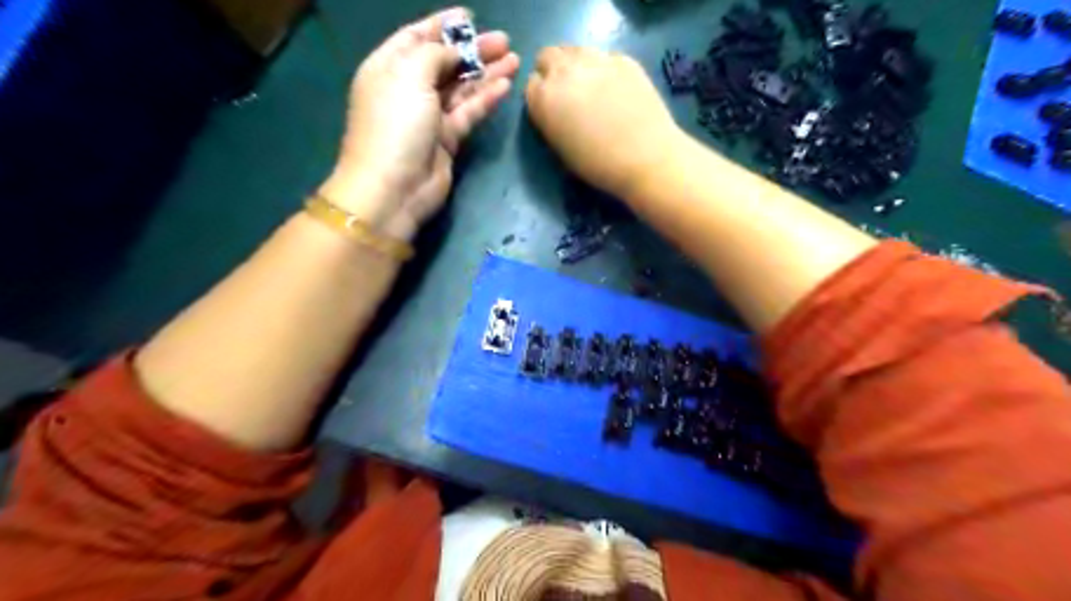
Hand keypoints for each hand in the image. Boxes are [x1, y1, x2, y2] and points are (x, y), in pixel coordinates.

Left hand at [317, 6, 518, 238]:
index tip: (470, 16)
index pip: (415, 37)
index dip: (442, 25)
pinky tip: (505, 86)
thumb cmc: (395, 126)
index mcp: (388, 68)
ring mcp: (428, 117)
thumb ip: (434, 54)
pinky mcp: (446, 141)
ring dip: (485, 74)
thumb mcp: (409, 76)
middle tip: (503, 40)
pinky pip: (468, 113)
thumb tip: (453, 51)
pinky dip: (485, 99)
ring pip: (461, 88)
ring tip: (513, 59)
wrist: (394, 188)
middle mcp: (407, 90)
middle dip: (472, 50)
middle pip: (444, 63)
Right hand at [527, 47, 685, 196]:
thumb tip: (555, 109)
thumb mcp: (560, 148)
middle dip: (553, 71)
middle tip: (567, 93)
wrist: (645, 157)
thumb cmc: (598, 164)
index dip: (541, 96)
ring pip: (575, 50)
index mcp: (544, 98)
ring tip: (590, 87)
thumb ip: (550, 120)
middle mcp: (565, 72)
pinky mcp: (623, 59)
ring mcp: (596, 60)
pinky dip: (603, 69)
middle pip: (548, 56)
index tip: (551, 108)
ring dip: (576, 65)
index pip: (531, 84)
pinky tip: (616, 90)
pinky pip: (604, 57)